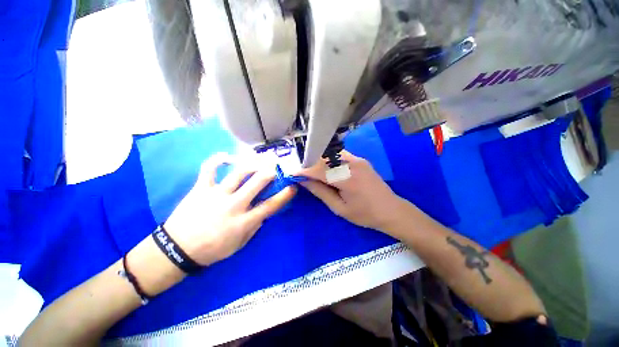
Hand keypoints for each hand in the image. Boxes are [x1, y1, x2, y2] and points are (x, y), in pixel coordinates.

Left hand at [164, 153, 296, 265]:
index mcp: (243, 222)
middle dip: (271, 172)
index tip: (293, 187)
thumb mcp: (240, 244)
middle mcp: (233, 205)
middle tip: (278, 165)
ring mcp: (216, 195)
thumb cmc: (213, 250)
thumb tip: (264, 211)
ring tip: (260, 157)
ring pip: (238, 173)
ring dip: (252, 163)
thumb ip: (255, 226)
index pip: (270, 206)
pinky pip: (209, 169)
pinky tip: (227, 157)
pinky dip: (217, 159)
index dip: (284, 195)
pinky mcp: (201, 189)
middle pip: (257, 183)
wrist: (177, 250)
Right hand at [298, 151, 407, 232]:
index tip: (292, 173)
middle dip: (309, 165)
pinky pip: (339, 155)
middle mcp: (352, 164)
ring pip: (330, 155)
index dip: (303, 170)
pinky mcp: (360, 159)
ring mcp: (357, 159)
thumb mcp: (339, 208)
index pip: (319, 170)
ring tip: (311, 171)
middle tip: (301, 173)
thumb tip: (304, 181)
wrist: (391, 210)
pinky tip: (326, 168)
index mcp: (347, 179)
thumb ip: (320, 192)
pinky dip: (329, 160)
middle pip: (323, 159)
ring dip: (318, 161)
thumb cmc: (365, 214)